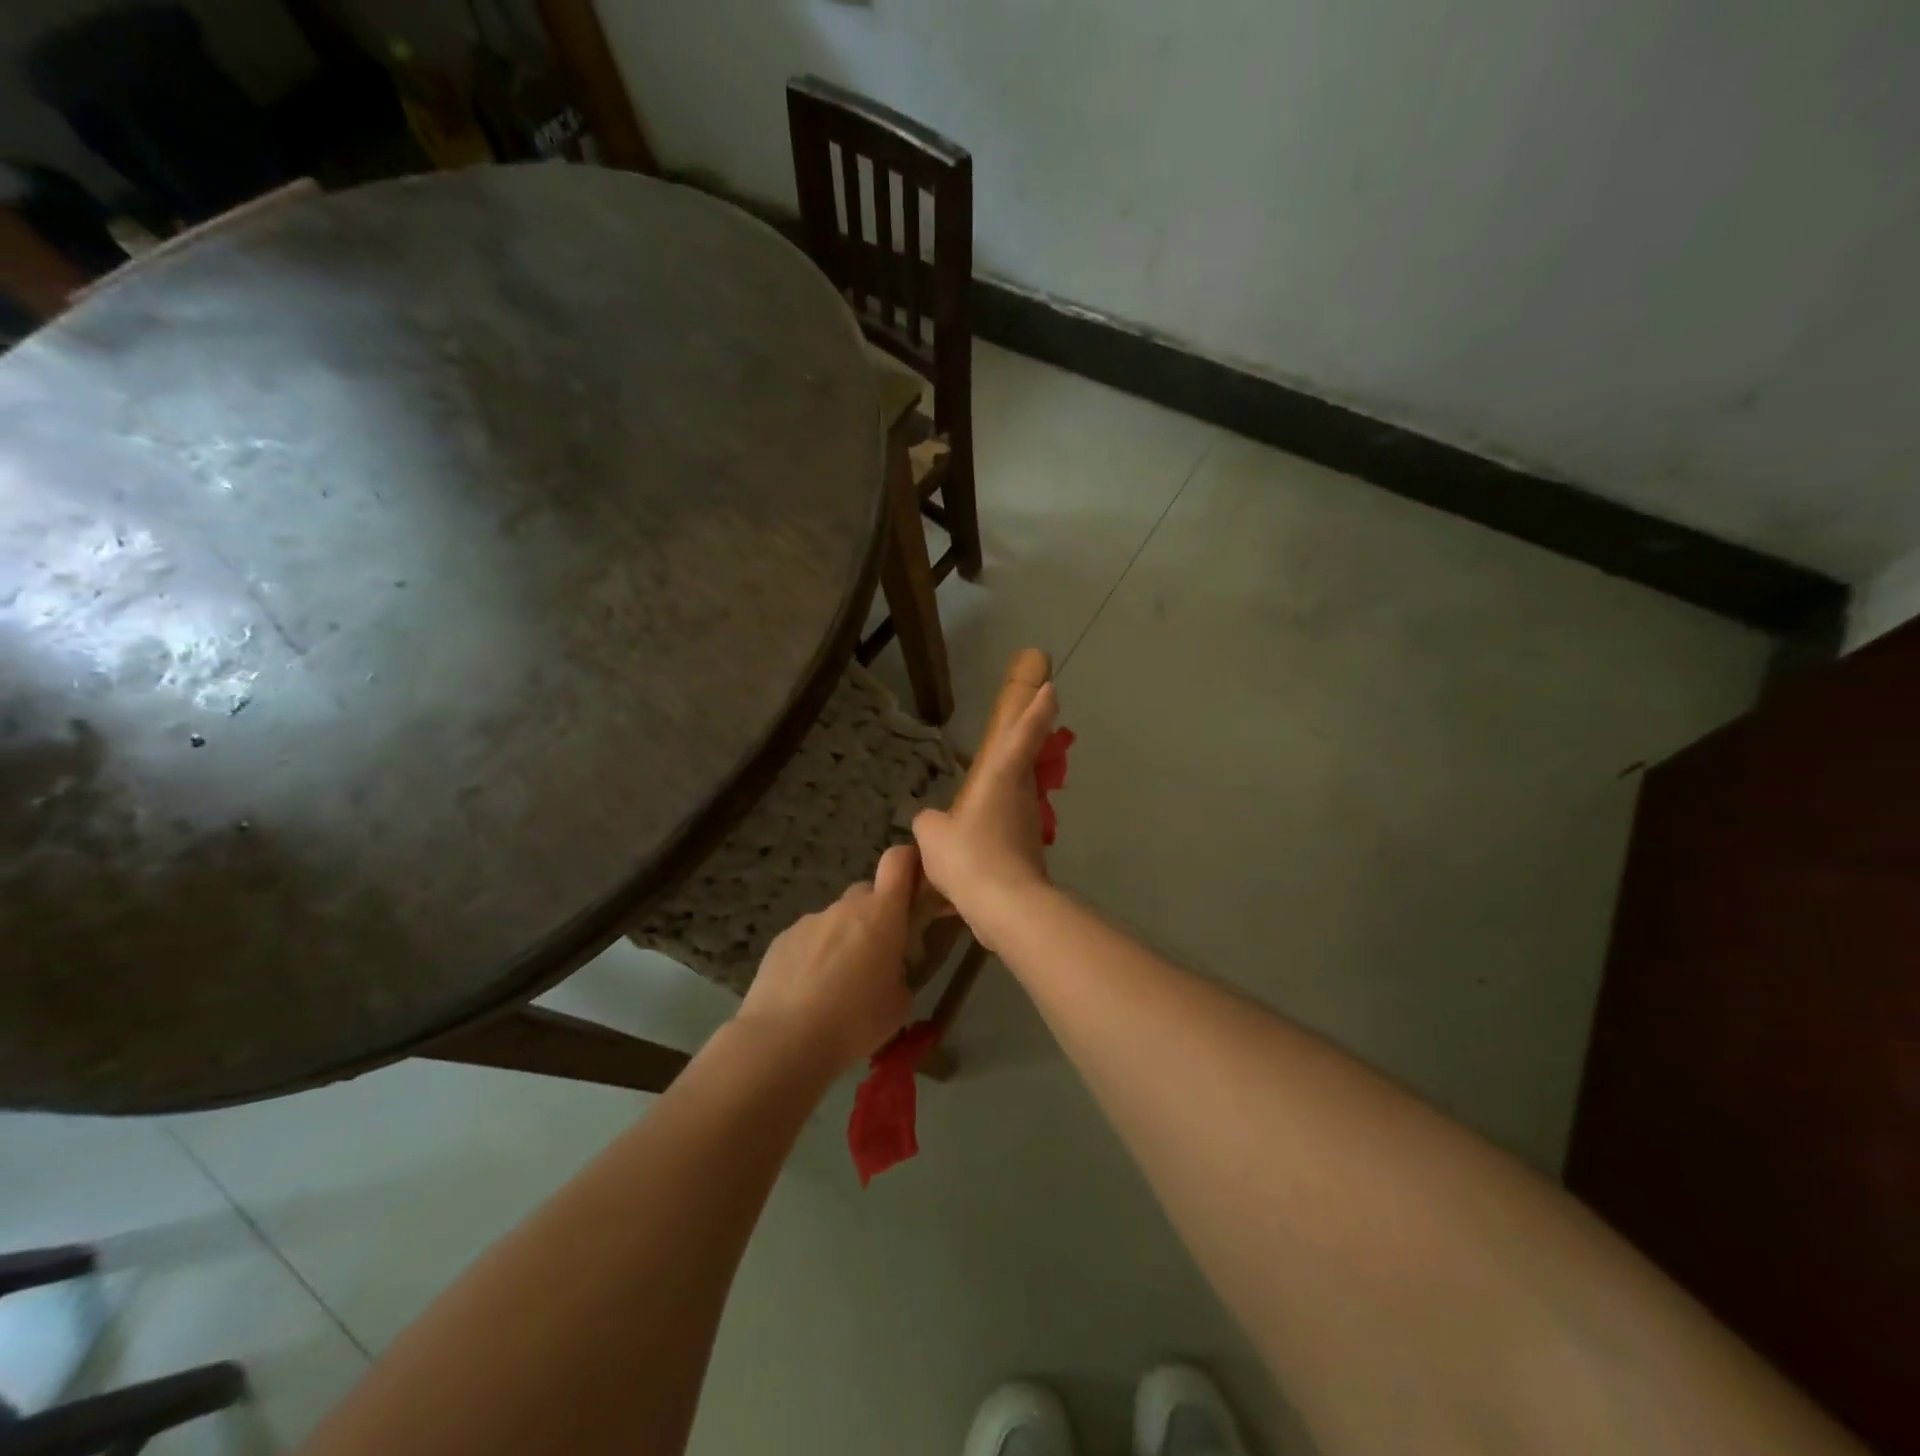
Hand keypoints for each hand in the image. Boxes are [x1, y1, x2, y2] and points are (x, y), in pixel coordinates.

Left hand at [736, 844, 918, 1072]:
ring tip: (836, 987)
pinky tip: (808, 993)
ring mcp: (810, 920)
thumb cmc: (855, 1021)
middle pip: (867, 894)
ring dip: (843, 940)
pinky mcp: (782, 939)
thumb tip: (890, 971)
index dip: (910, 862)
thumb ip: (901, 974)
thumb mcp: (899, 1004)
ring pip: (836, 920)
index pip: (899, 861)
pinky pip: (809, 939)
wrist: (783, 1040)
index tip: (916, 882)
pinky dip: (814, 956)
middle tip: (876, 956)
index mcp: (882, 914)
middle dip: (876, 916)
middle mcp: (846, 907)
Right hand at [912, 682, 1058, 948]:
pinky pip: (1008, 834)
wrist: (1006, 907)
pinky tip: (974, 853)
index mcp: (1001, 778)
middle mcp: (1021, 796)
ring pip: (1016, 802)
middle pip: (1024, 765)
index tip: (1052, 689)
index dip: (1036, 710)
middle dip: (1024, 750)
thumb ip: (930, 823)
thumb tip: (933, 823)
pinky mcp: (1028, 855)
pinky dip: (995, 835)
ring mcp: (1028, 826)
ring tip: (979, 805)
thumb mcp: (932, 835)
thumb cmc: (969, 856)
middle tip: (1016, 737)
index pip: (1021, 735)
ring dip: (1004, 798)